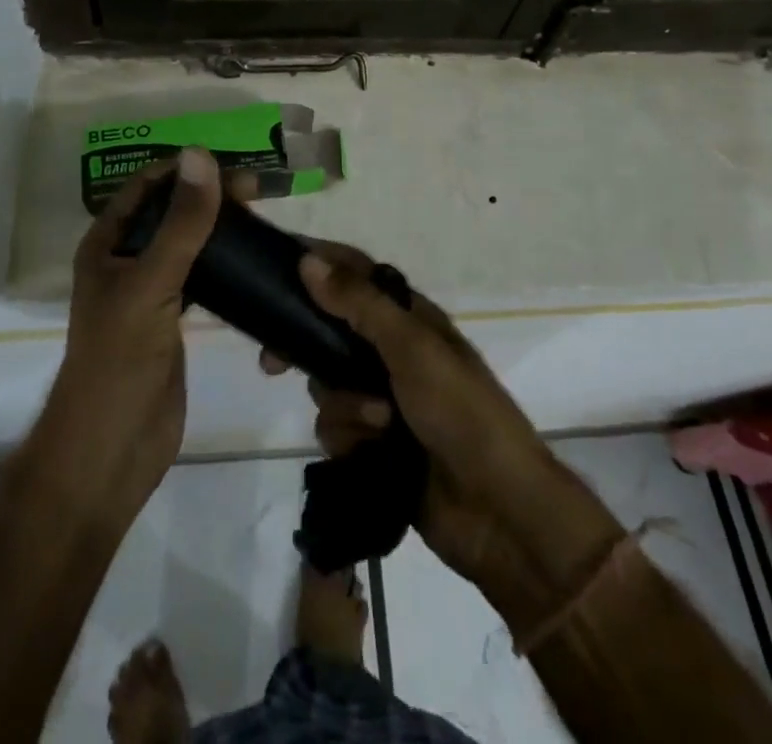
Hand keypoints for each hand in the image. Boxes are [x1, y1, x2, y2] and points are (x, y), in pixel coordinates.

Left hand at [35, 149, 221, 522]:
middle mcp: (126, 260)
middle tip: (258, 193)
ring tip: (261, 219)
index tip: (232, 166)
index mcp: (107, 244)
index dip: (185, 170)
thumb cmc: (119, 361)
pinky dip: (226, 265)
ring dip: (220, 229)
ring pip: (189, 244)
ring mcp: (150, 291)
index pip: (148, 187)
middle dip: (209, 197)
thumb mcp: (151, 284)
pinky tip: (254, 261)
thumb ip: (181, 223)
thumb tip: (200, 155)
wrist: (111, 452)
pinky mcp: (173, 320)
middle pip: (171, 212)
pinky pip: (203, 279)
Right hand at [267, 246, 621, 628]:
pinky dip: (349, 439)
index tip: (275, 269)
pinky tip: (372, 452)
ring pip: (326, 386)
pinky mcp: (374, 444)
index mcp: (408, 318)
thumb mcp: (412, 348)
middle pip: (328, 333)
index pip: (354, 274)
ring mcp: (382, 399)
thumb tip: (308, 261)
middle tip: (272, 363)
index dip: (318, 266)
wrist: (498, 510)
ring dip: (344, 406)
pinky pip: (335, 429)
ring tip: (378, 424)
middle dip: (306, 350)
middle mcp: (391, 352)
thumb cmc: (461, 412)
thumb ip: (359, 304)